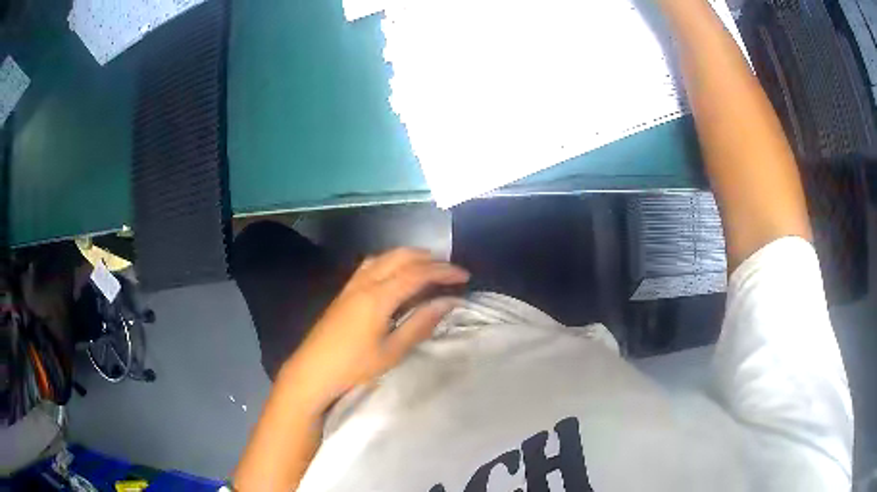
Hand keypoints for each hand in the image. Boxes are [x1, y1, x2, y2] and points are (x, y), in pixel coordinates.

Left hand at [281, 248, 469, 412]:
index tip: (464, 276)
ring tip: (428, 267)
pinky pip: (372, 264)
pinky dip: (391, 261)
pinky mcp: (344, 291)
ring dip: (409, 256)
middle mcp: (365, 282)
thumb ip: (420, 324)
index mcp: (378, 297)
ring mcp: (352, 285)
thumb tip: (448, 303)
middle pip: (401, 257)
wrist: (312, 371)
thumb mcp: (392, 351)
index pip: (417, 274)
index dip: (443, 272)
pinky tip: (396, 274)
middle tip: (449, 270)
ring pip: (384, 257)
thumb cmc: (354, 367)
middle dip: (428, 258)